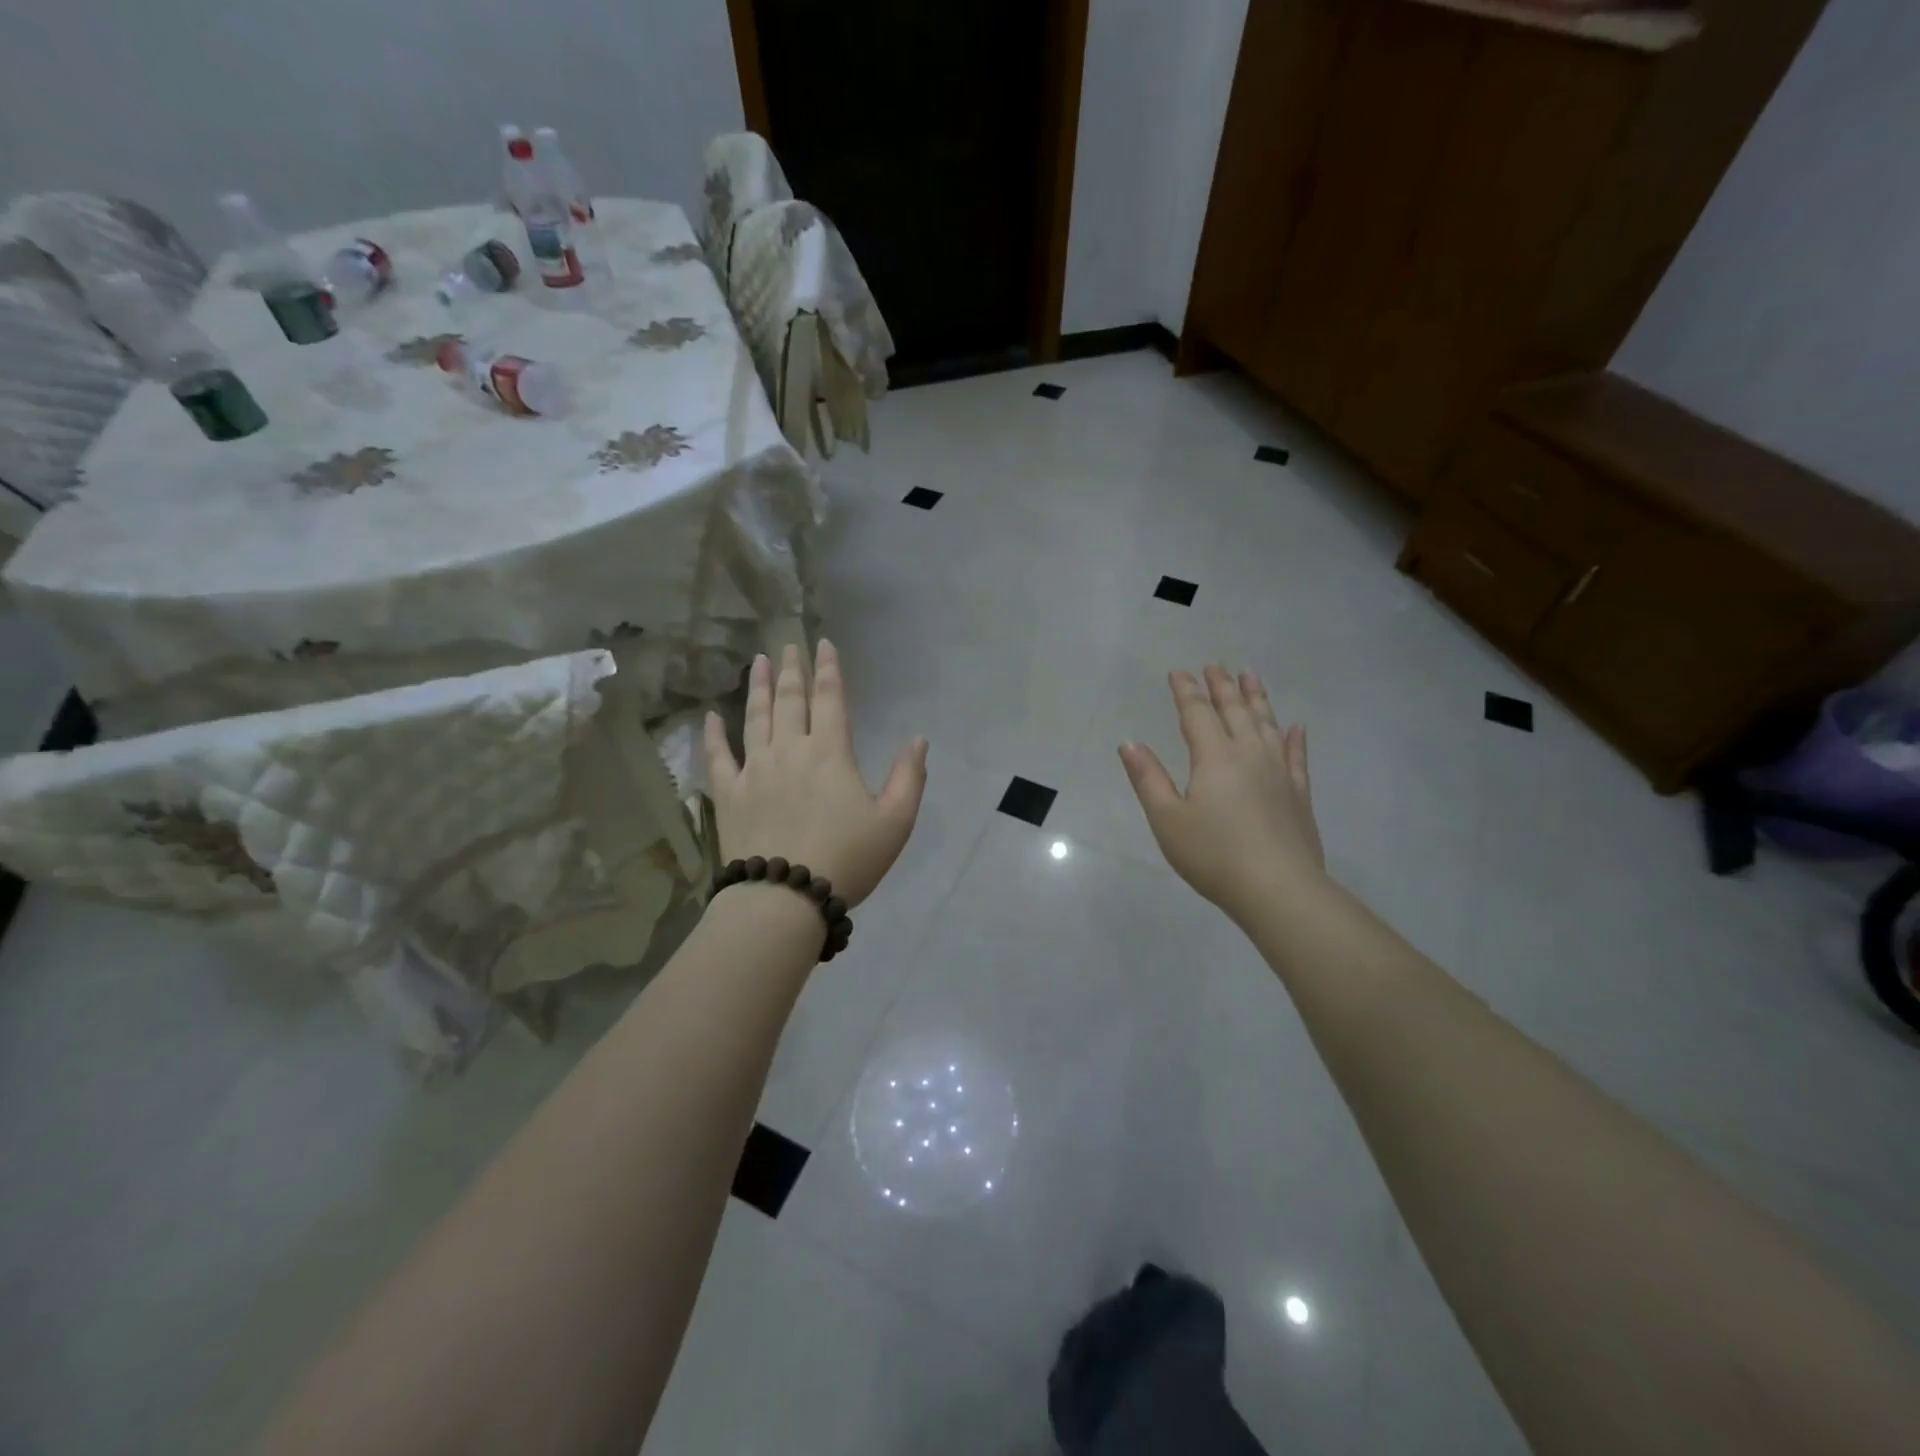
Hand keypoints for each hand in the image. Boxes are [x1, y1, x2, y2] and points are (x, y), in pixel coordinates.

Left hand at [704, 640, 927, 907]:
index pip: (830, 698)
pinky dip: (713, 734)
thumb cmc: (847, 859)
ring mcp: (754, 769)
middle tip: (787, 645)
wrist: (786, 897)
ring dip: (756, 687)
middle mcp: (789, 749)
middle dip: (791, 669)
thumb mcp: (895, 822)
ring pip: (755, 717)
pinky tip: (710, 716)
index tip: (823, 644)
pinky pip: (718, 756)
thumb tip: (918, 739)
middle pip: (789, 700)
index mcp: (830, 752)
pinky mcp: (729, 793)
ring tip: (756, 662)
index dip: (828, 668)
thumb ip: (909, 777)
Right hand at [1118, 666, 1325, 923]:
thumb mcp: (1167, 819)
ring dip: (1257, 698)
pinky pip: (1297, 756)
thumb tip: (1129, 743)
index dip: (1186, 691)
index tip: (1178, 672)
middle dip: (1222, 686)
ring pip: (1267, 724)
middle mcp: (1249, 753)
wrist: (1278, 889)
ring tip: (1251, 676)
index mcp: (1214, 757)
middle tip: (1215, 666)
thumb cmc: (1213, 855)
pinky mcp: (1299, 793)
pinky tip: (1295, 728)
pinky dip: (1294, 738)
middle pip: (1235, 710)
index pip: (1197, 713)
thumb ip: (1148, 778)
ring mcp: (1279, 771)